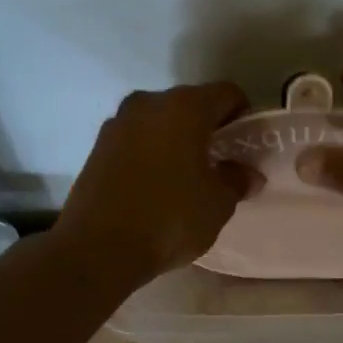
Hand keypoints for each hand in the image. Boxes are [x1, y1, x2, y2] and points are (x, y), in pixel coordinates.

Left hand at [56, 82, 252, 280]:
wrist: (98, 249)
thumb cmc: (169, 218)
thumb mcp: (218, 204)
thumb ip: (237, 180)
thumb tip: (246, 174)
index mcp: (184, 107)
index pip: (227, 94)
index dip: (243, 117)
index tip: (246, 147)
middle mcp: (148, 103)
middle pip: (190, 105)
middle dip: (207, 129)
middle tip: (219, 164)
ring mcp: (117, 124)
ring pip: (159, 122)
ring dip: (176, 141)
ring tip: (186, 178)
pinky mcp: (96, 148)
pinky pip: (136, 141)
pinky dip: (151, 154)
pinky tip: (156, 187)